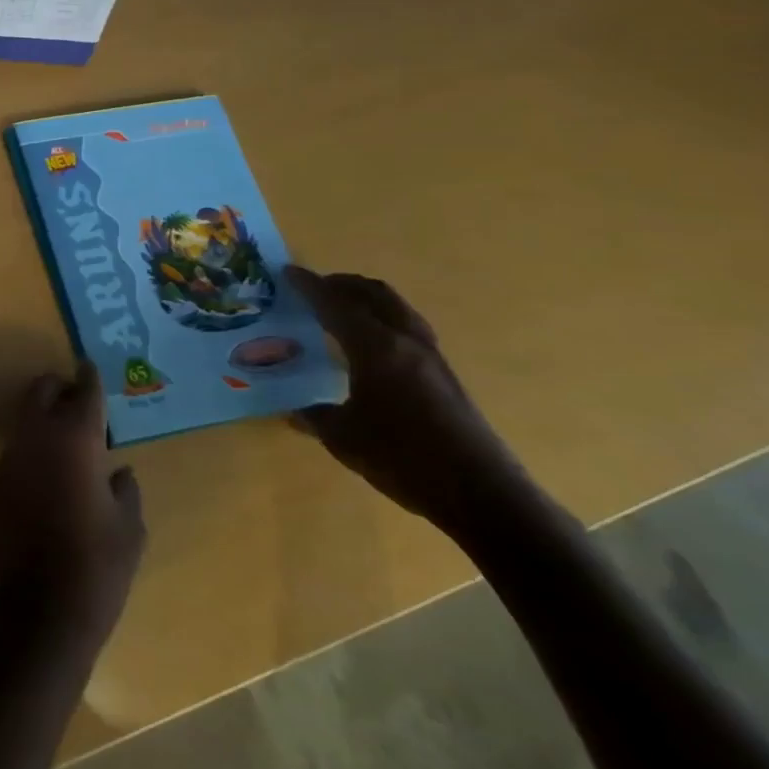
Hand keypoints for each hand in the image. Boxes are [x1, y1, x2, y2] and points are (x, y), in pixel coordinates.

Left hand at [0, 363, 144, 647]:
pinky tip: (53, 466)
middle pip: (42, 390)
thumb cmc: (97, 568)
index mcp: (75, 439)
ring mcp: (12, 456)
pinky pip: (19, 444)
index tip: (92, 368)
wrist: (39, 612)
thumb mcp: (129, 529)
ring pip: (26, 414)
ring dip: (45, 414)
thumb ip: (124, 489)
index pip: (83, 392)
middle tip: (82, 402)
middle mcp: (37, 436)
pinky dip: (35, 441)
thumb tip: (116, 471)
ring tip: (71, 435)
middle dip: (60, 387)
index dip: (90, 378)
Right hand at [287, 266, 531, 533]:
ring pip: (397, 307)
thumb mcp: (343, 438)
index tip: (286, 272)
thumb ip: (313, 415)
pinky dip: (384, 318)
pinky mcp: (446, 375)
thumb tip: (293, 408)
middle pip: (374, 294)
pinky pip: (408, 327)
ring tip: (342, 308)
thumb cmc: (404, 459)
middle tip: (315, 288)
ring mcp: (431, 357)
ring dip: (367, 298)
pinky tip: (372, 342)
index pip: (335, 304)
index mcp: (376, 348)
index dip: (309, 286)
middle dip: (342, 284)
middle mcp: (405, 342)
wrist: (482, 495)